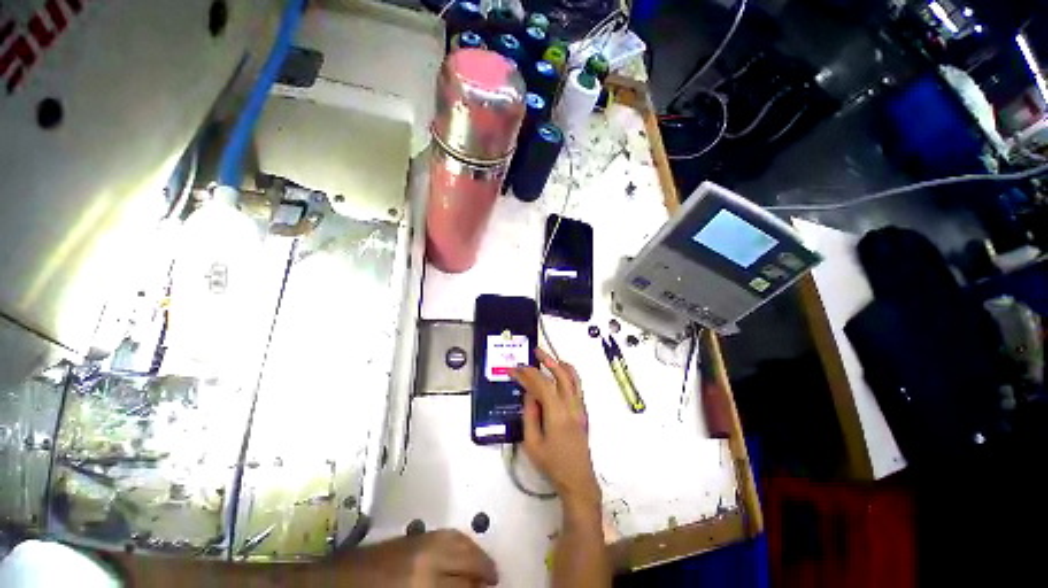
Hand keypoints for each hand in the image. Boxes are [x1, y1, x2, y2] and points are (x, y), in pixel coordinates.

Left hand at [340, 530, 497, 587]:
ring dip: (478, 555)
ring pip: (461, 543)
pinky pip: (449, 534)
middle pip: (467, 563)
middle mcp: (428, 560)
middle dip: (484, 574)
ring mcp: (422, 543)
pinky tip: (468, 549)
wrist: (340, 584)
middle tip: (494, 582)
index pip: (463, 587)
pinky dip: (463, 541)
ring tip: (488, 568)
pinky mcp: (417, 535)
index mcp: (424, 585)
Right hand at [511, 349, 600, 511]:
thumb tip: (529, 394)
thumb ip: (529, 415)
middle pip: (561, 374)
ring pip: (573, 378)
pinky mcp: (583, 411)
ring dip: (561, 364)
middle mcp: (571, 405)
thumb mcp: (532, 443)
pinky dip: (570, 374)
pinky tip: (562, 373)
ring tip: (549, 357)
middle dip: (547, 360)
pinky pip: (578, 386)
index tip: (514, 369)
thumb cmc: (552, 464)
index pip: (541, 384)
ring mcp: (580, 407)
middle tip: (535, 351)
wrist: (577, 479)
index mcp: (557, 413)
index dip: (526, 374)